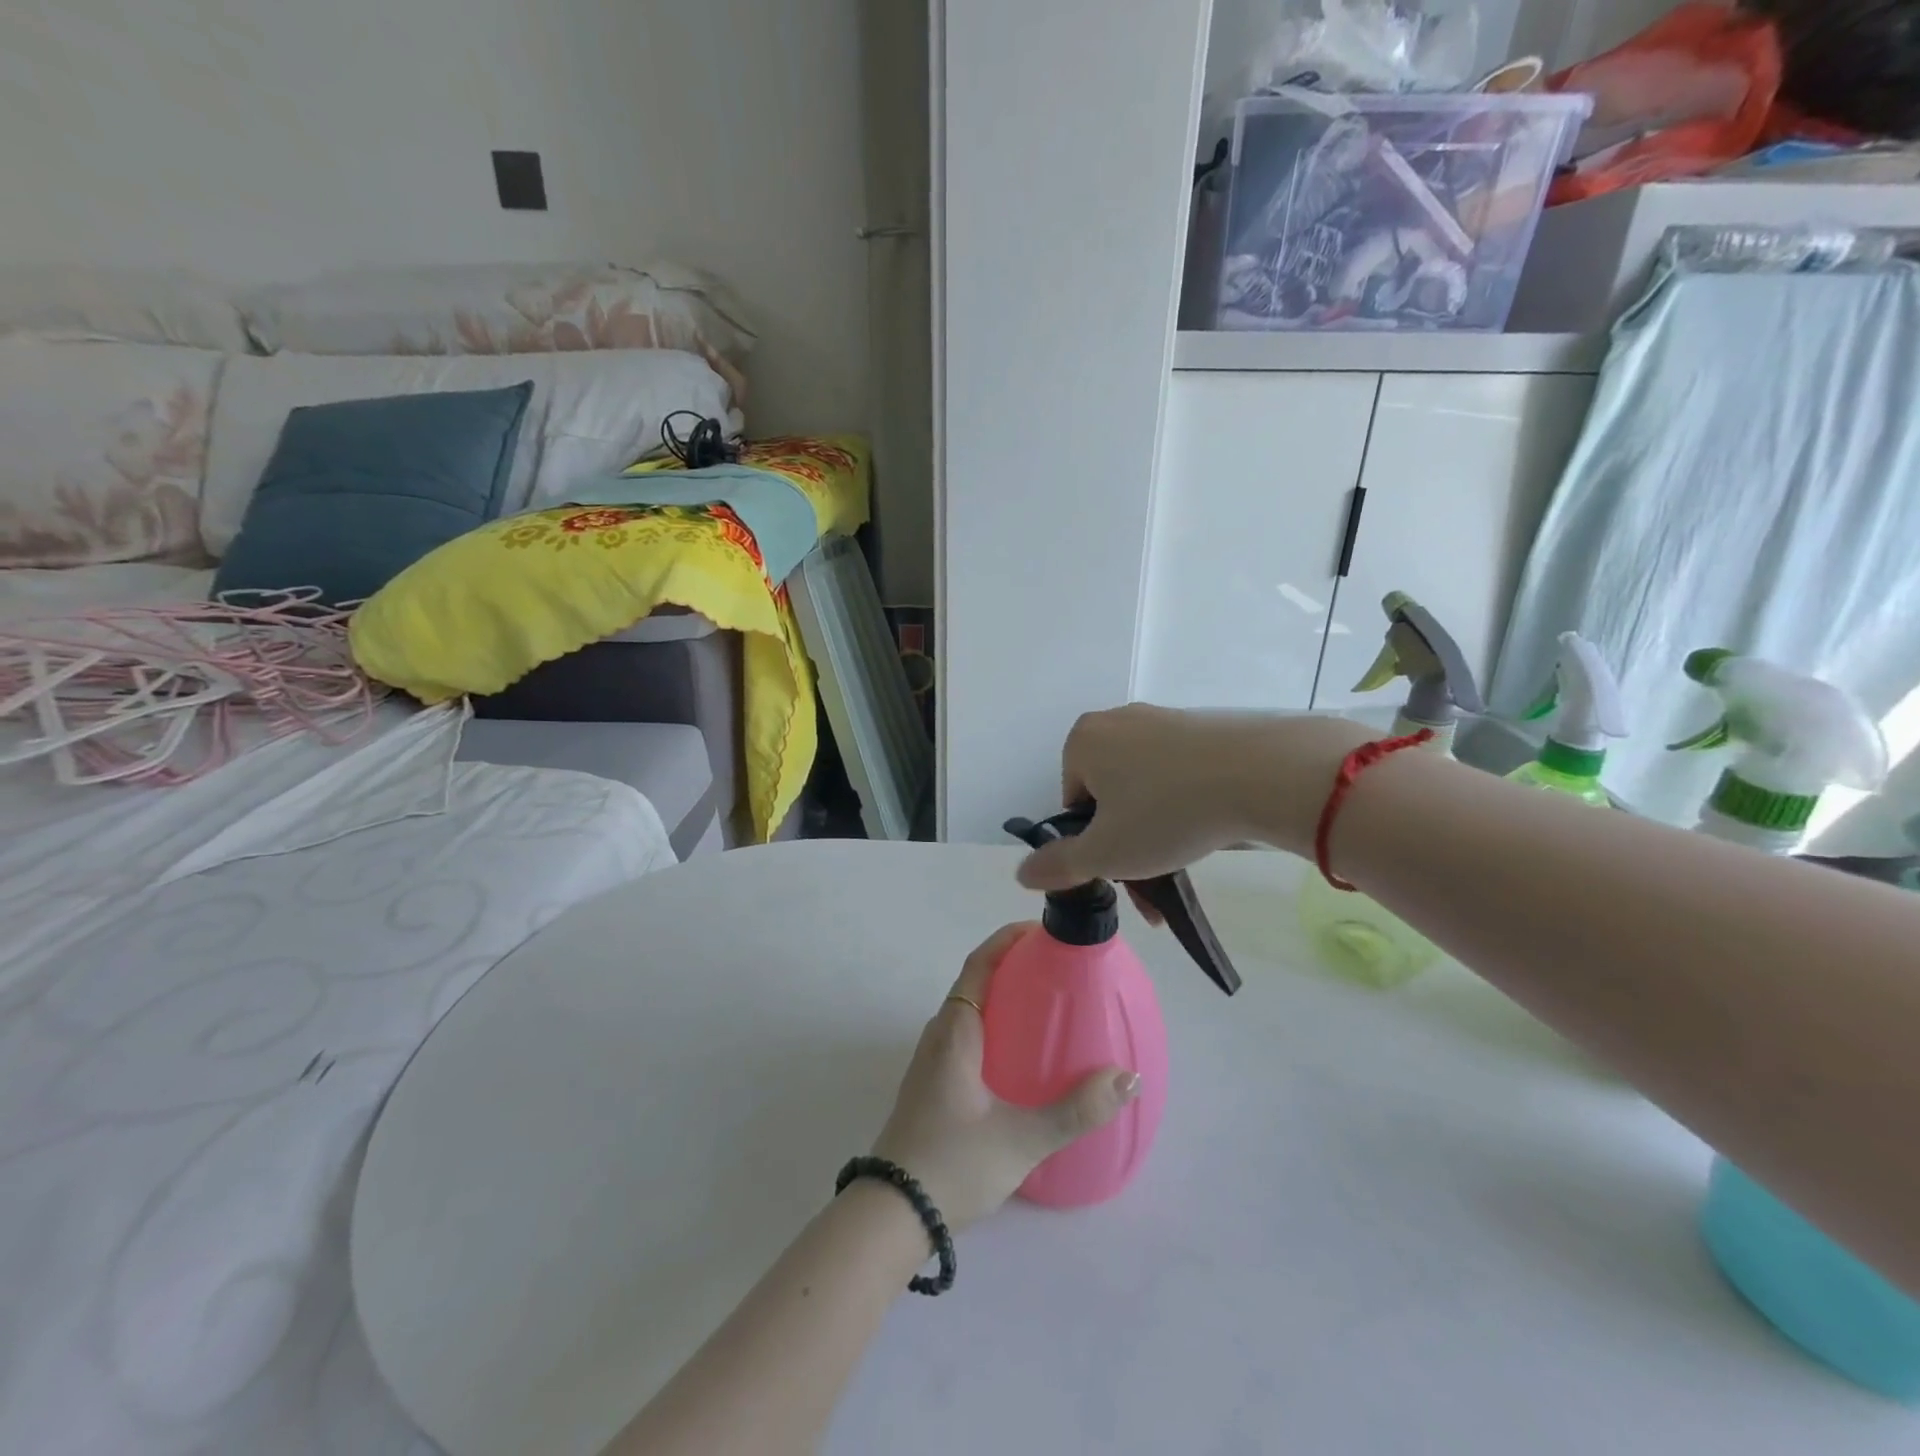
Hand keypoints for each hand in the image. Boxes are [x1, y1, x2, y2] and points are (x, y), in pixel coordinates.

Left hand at [870, 924, 1140, 1230]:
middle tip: (1058, 968)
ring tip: (1046, 1006)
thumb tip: (1127, 1078)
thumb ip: (1075, 1110)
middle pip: (976, 982)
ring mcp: (931, 1061)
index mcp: (955, 1030)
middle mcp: (939, 1035)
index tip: (1042, 930)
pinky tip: (1021, 1056)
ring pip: (970, 1011)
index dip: (1007, 940)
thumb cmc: (952, 1164)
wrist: (891, 1214)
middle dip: (1013, 967)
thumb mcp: (1021, 1139)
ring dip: (1002, 997)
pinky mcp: (932, 1085)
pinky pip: (967, 1037)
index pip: (979, 964)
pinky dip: (995, 1026)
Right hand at [1016, 706, 1370, 894]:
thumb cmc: (1166, 813)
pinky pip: (1178, 774)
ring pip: (1145, 789)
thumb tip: (1022, 873)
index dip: (1092, 843)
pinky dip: (1184, 805)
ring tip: (1183, 860)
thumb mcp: (1105, 852)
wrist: (1260, 775)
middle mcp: (1117, 721)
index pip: (1072, 804)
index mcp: (1083, 740)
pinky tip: (1207, 829)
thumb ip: (1058, 865)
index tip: (1121, 865)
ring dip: (1156, 832)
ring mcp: (1163, 721)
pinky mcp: (1202, 728)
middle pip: (1109, 797)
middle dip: (1126, 842)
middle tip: (1151, 875)